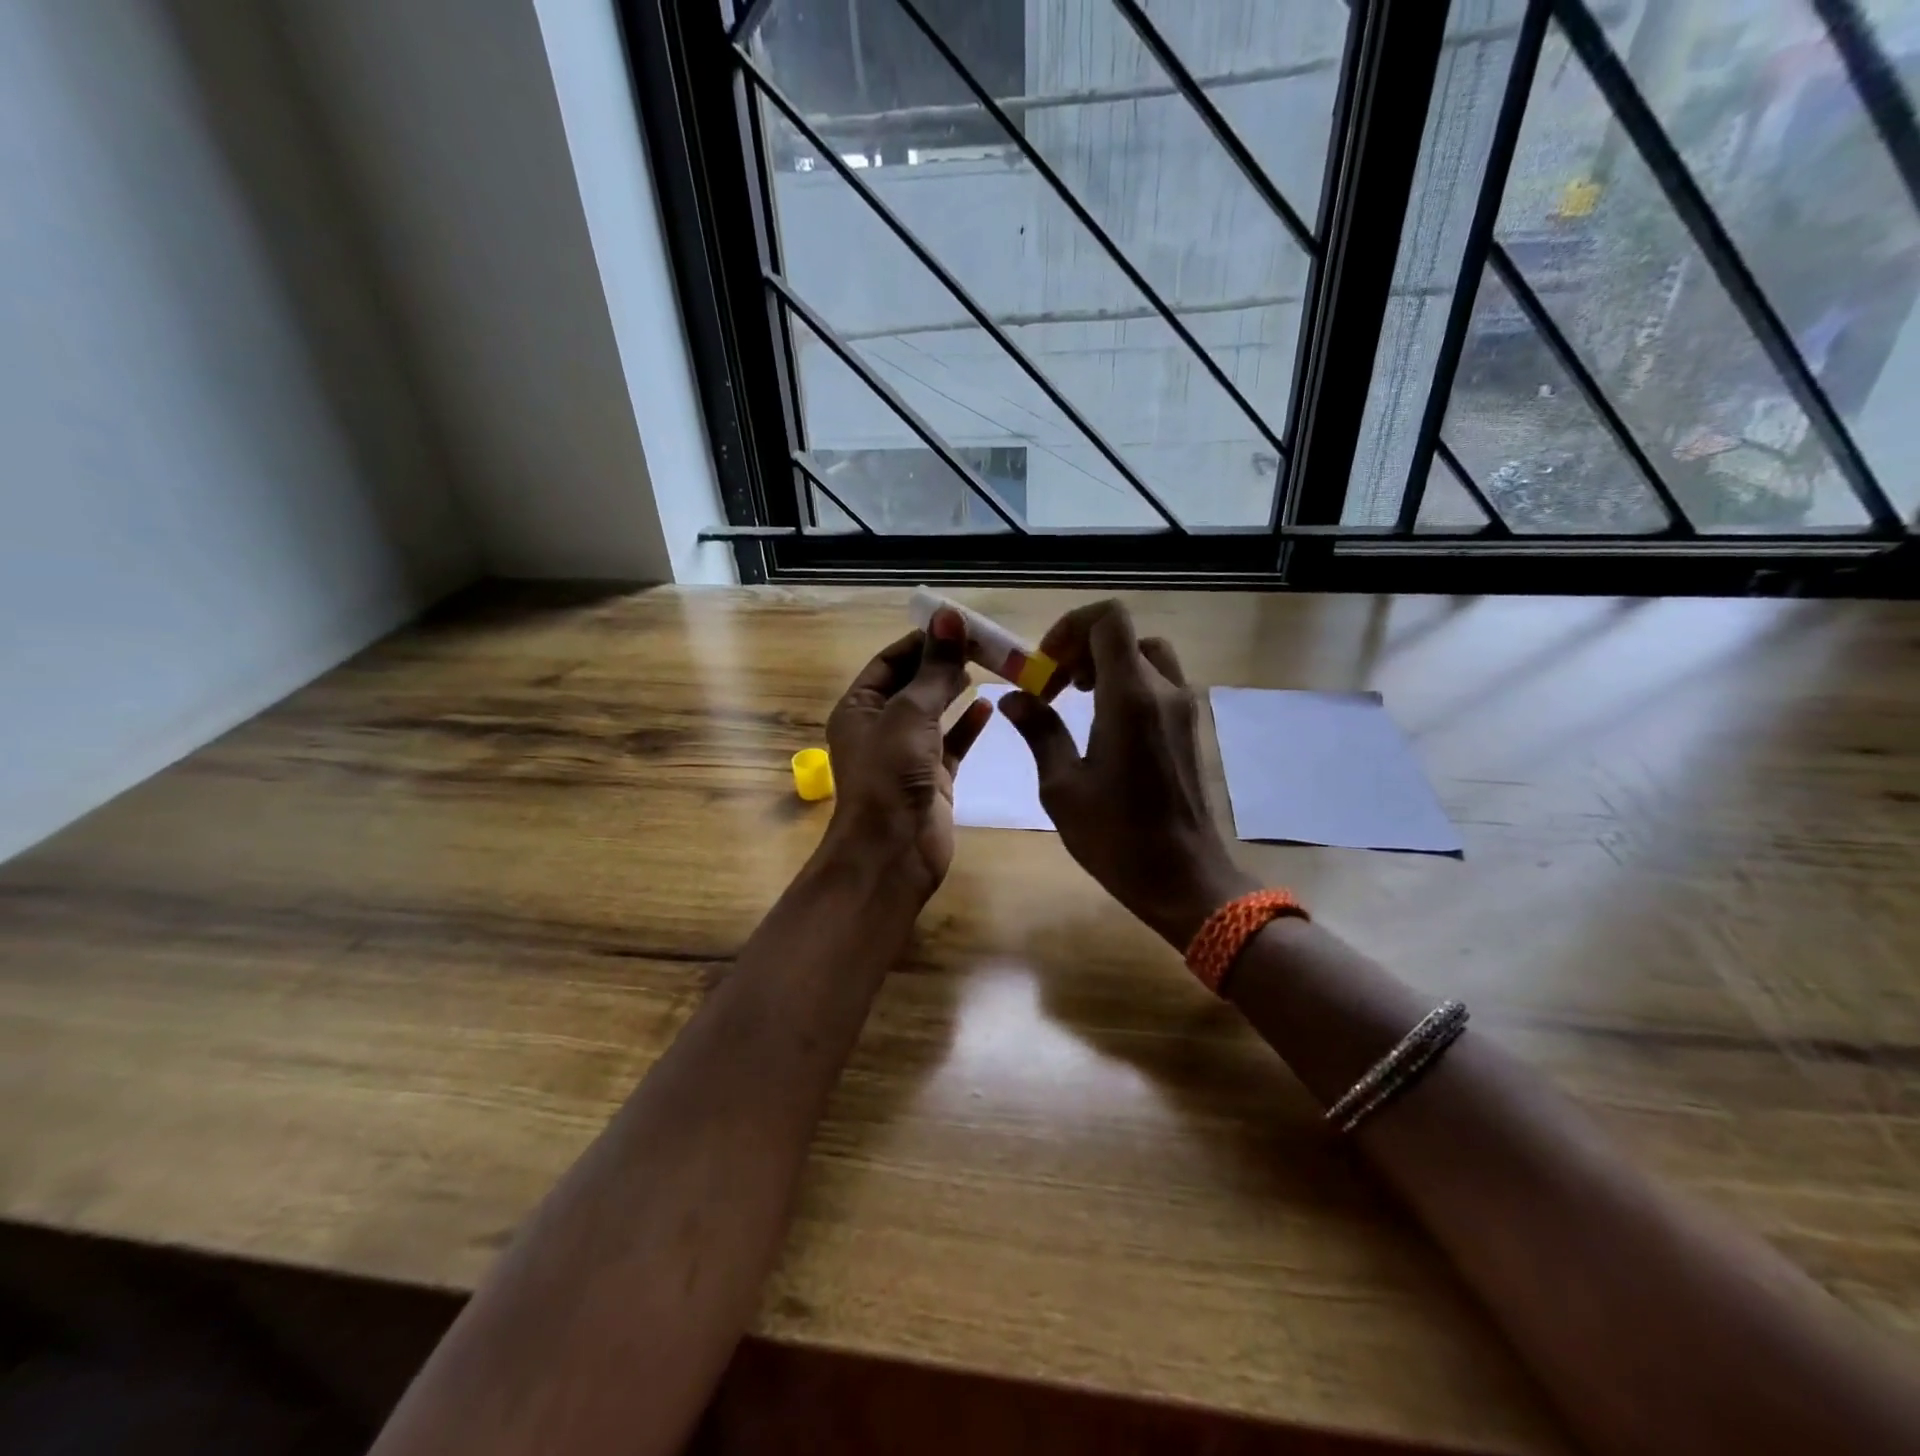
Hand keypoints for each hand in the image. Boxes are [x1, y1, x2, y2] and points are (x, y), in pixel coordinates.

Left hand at [822, 608, 992, 900]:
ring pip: (934, 712)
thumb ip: (934, 669)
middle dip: (943, 662)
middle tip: (983, 642)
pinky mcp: (933, 778)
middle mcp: (880, 727)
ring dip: (956, 689)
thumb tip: (949, 618)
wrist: (893, 850)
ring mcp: (907, 754)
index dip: (922, 641)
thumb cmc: (890, 774)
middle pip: (914, 684)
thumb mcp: (911, 713)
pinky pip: (952, 743)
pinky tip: (989, 706)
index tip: (958, 624)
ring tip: (987, 665)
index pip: (890, 661)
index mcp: (859, 708)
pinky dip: (968, 725)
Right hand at [999, 600, 1253, 948]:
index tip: (1046, 666)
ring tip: (1078, 700)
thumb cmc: (1117, 837)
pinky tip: (1104, 726)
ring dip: (1107, 665)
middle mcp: (1164, 691)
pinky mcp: (1189, 729)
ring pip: (1145, 656)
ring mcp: (1183, 709)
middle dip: (1082, 649)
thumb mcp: (1063, 786)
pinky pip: (1158, 683)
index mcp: (1131, 698)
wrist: (1185, 878)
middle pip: (1124, 636)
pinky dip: (1128, 684)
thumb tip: (1014, 698)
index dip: (1070, 627)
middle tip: (1055, 686)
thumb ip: (1040, 731)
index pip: (1108, 619)